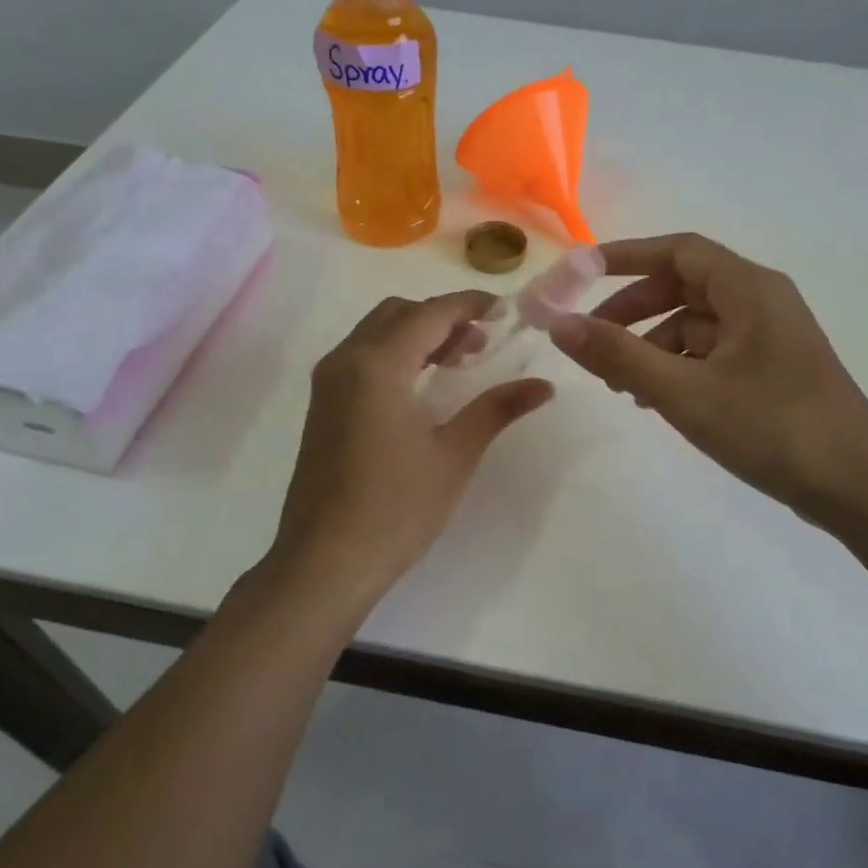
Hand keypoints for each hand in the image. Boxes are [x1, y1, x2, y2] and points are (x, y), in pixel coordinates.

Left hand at [270, 292, 552, 605]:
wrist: (325, 562)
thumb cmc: (395, 508)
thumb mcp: (454, 455)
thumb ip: (497, 409)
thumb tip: (544, 386)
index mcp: (376, 365)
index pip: (429, 313)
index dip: (469, 305)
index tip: (505, 310)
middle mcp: (345, 360)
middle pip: (398, 313)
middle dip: (443, 317)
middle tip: (483, 343)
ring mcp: (328, 383)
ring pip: (377, 333)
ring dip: (418, 334)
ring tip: (460, 362)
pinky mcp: (322, 405)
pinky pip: (362, 357)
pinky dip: (396, 354)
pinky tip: (423, 386)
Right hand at [549, 233, 867, 528]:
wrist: (858, 488)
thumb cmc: (773, 428)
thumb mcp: (685, 392)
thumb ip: (619, 356)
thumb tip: (559, 325)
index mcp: (749, 289)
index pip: (677, 251)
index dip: (624, 256)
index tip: (578, 276)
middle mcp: (761, 301)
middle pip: (683, 286)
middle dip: (632, 310)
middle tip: (592, 342)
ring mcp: (768, 337)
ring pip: (695, 323)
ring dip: (651, 344)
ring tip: (620, 384)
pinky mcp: (770, 369)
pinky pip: (712, 352)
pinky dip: (677, 366)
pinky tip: (656, 401)